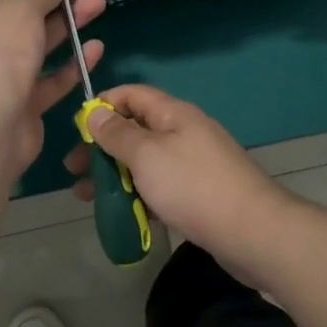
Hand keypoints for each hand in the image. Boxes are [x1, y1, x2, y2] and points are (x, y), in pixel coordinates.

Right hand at [64, 84, 288, 280]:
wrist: (252, 232)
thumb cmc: (192, 185)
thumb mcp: (146, 155)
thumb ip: (117, 133)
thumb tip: (96, 112)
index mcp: (173, 113)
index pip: (132, 94)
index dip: (103, 105)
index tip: (77, 128)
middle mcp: (184, 132)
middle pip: (135, 129)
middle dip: (102, 147)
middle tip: (74, 170)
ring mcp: (194, 163)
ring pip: (145, 162)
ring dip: (115, 175)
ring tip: (87, 197)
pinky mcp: (200, 194)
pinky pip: (160, 187)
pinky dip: (138, 196)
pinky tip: (122, 215)